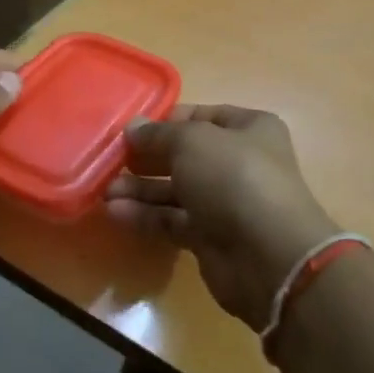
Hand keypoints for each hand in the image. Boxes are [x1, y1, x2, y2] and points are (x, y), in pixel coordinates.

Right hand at [104, 105, 338, 330]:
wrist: (268, 255)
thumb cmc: (234, 179)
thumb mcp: (192, 142)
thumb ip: (158, 134)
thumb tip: (133, 128)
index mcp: (249, 129)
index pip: (201, 117)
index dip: (165, 122)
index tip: (128, 130)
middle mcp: (240, 162)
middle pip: (184, 156)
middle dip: (146, 159)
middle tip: (110, 161)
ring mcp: (226, 202)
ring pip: (176, 191)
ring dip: (140, 190)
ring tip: (104, 191)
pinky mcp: (212, 238)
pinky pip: (173, 220)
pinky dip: (146, 216)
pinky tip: (115, 213)